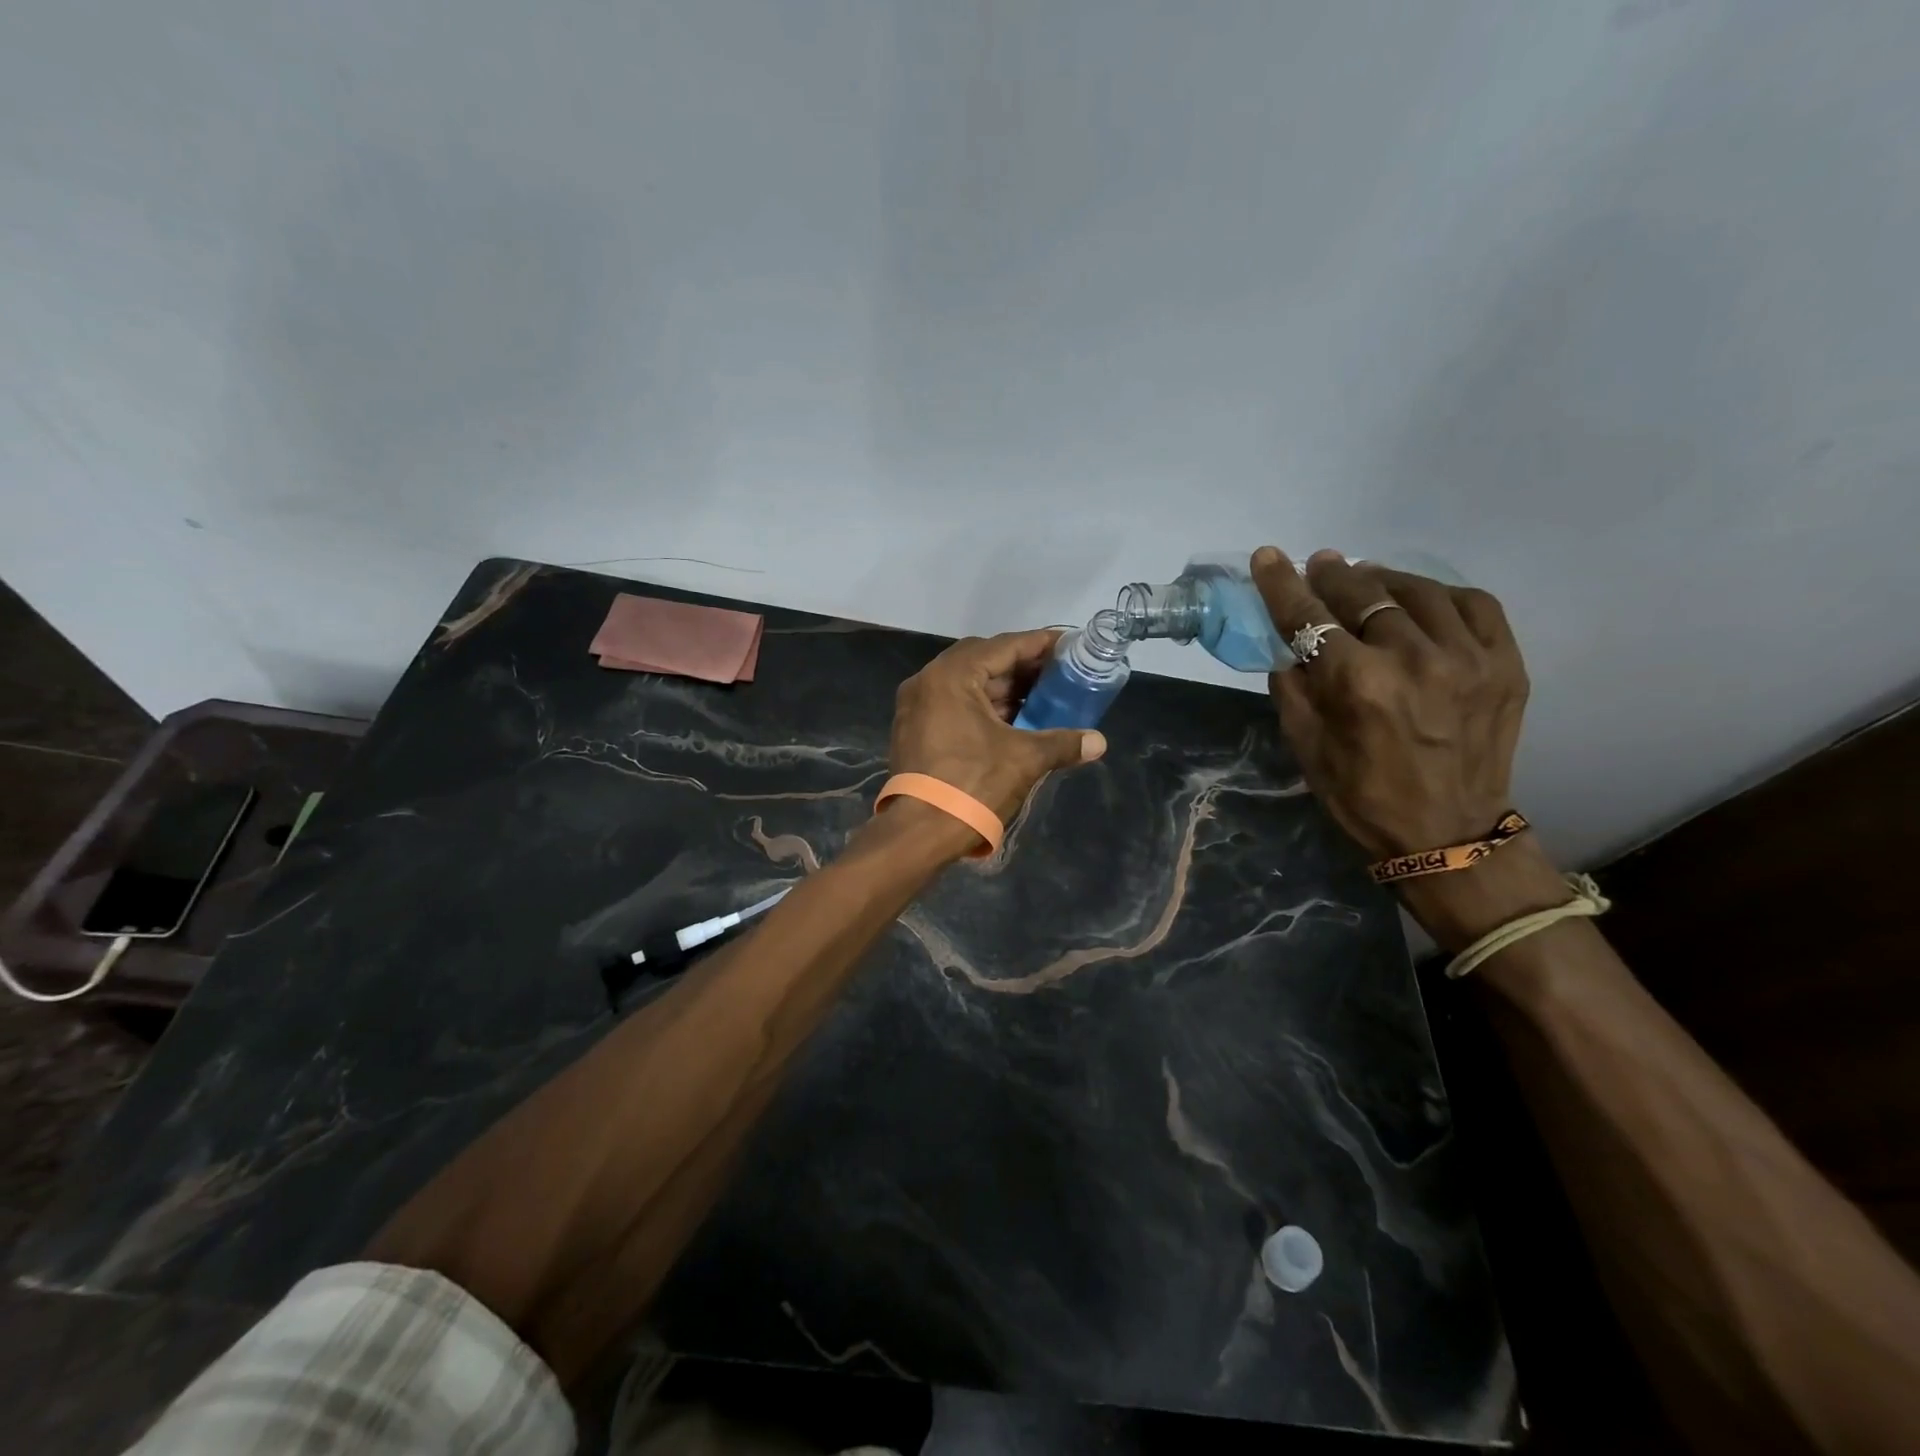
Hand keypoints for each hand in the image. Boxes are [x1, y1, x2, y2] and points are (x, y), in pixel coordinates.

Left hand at [888, 630, 1106, 843]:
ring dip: (1004, 689)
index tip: (1069, 645)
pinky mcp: (915, 730)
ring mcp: (917, 706)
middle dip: (1022, 667)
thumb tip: (1098, 742)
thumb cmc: (973, 785)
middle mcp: (928, 682)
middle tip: (1058, 674)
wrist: (920, 832)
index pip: (1003, 646)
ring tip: (1043, 697)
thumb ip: (1062, 742)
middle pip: (983, 660)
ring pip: (968, 685)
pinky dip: (985, 707)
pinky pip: (955, 704)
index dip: (1040, 645)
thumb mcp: (1024, 759)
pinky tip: (1015, 720)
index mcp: (951, 676)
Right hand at [1248, 546, 1529, 860]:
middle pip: (1363, 595)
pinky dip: (1441, 594)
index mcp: (1358, 685)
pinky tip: (1422, 600)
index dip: (1283, 584)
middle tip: (1319, 565)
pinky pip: (1474, 604)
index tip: (1268, 556)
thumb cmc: (1363, 796)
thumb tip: (1291, 650)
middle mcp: (1413, 659)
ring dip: (1383, 579)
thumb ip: (1292, 691)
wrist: (1449, 835)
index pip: (1310, 617)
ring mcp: (1467, 658)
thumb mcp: (1306, 748)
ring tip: (1365, 579)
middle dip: (1332, 575)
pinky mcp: (1506, 664)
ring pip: (1418, 591)